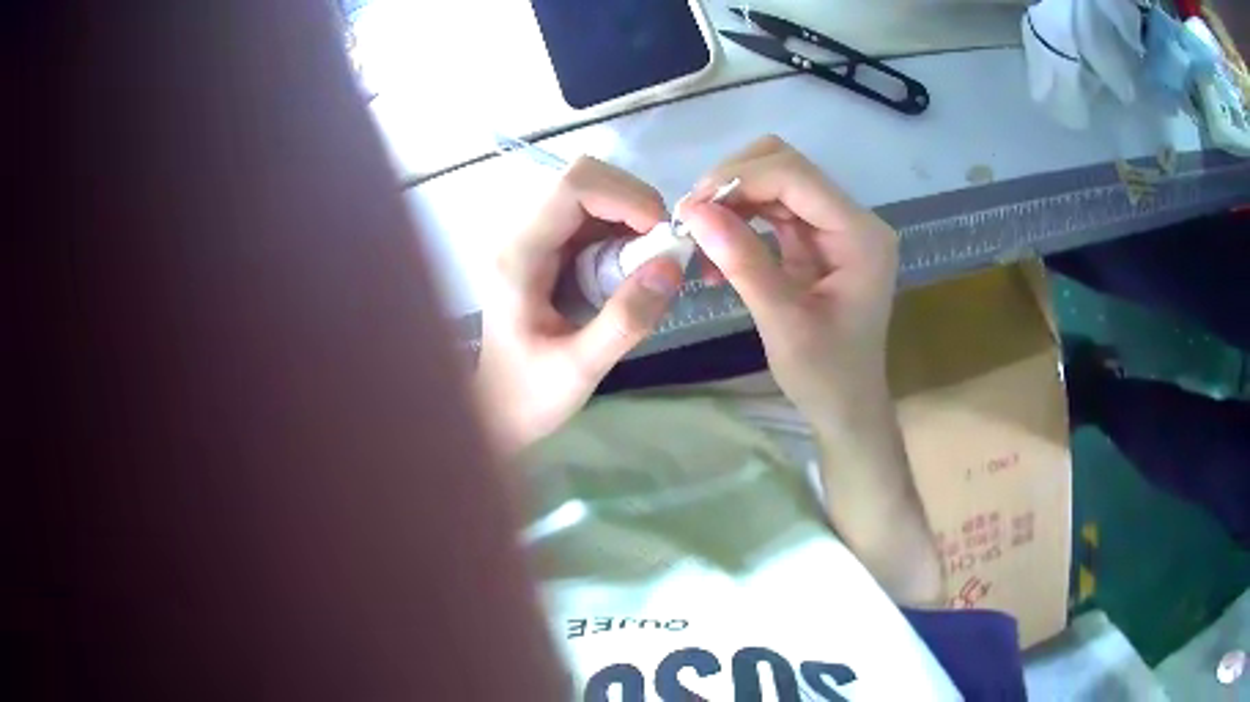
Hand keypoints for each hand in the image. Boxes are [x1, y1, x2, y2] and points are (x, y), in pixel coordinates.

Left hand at [475, 157, 683, 453]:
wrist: (497, 411)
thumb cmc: (529, 396)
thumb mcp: (581, 369)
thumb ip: (626, 320)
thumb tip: (671, 266)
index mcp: (519, 256)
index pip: (571, 186)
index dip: (624, 196)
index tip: (660, 234)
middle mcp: (522, 235)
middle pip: (582, 178)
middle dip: (633, 202)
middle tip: (661, 247)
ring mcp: (534, 239)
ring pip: (591, 194)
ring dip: (631, 216)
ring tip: (651, 262)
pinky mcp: (549, 250)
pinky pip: (593, 219)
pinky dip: (624, 232)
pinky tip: (632, 269)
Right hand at [680, 136, 898, 420]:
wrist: (847, 406)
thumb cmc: (825, 376)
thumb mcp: (783, 323)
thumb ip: (743, 262)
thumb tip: (693, 212)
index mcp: (860, 235)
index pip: (796, 177)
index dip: (739, 180)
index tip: (690, 209)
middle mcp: (852, 219)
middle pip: (786, 165)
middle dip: (733, 182)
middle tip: (692, 218)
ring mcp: (835, 226)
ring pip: (775, 181)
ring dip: (732, 199)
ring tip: (698, 235)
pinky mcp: (817, 239)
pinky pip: (773, 209)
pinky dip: (740, 219)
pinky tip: (716, 249)